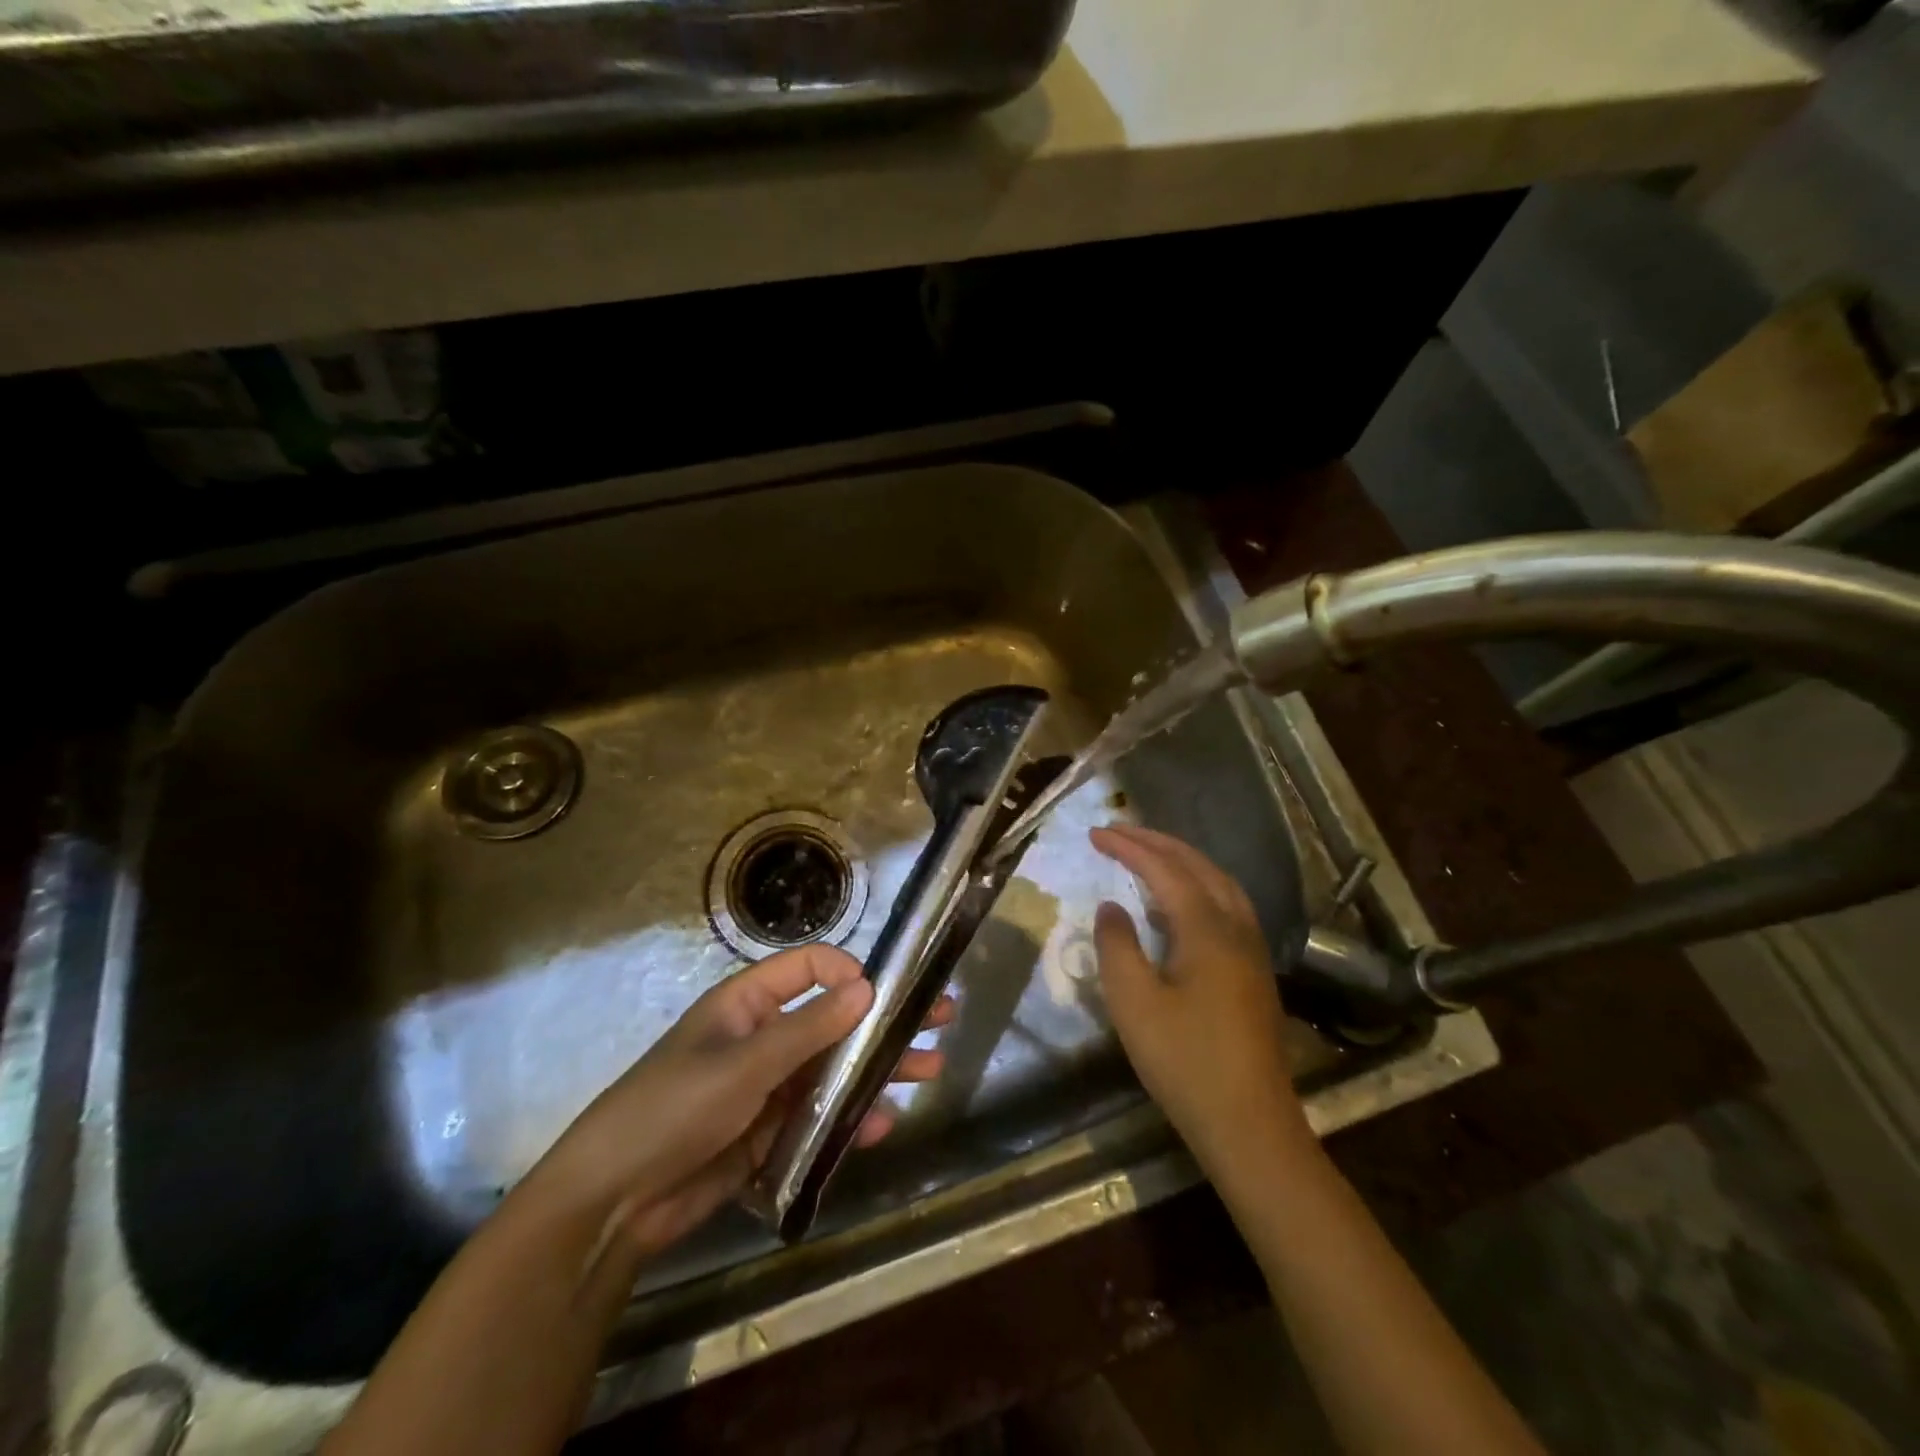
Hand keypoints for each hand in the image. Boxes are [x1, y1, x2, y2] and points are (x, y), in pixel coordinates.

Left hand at [528, 943, 947, 1258]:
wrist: (614, 1204)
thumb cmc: (673, 1109)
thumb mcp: (743, 1064)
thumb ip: (807, 1028)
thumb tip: (866, 986)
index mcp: (747, 1003)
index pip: (808, 968)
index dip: (848, 972)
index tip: (886, 993)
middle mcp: (763, 1037)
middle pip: (832, 1019)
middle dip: (882, 1021)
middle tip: (938, 1018)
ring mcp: (768, 1087)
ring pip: (833, 1069)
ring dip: (877, 1070)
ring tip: (929, 1069)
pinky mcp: (770, 1133)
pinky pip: (819, 1117)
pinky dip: (850, 1118)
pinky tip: (883, 1125)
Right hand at [1089, 824, 1310, 1170]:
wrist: (1249, 1124)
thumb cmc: (1185, 1061)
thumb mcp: (1134, 1003)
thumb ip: (1117, 945)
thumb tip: (1112, 907)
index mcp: (1207, 929)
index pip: (1164, 870)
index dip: (1129, 847)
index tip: (1095, 833)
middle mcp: (1236, 928)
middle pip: (1198, 866)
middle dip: (1157, 843)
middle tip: (1118, 832)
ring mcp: (1252, 950)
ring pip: (1219, 884)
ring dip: (1183, 861)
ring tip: (1148, 856)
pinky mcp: (1255, 972)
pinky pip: (1227, 906)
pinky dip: (1199, 886)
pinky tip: (1181, 906)